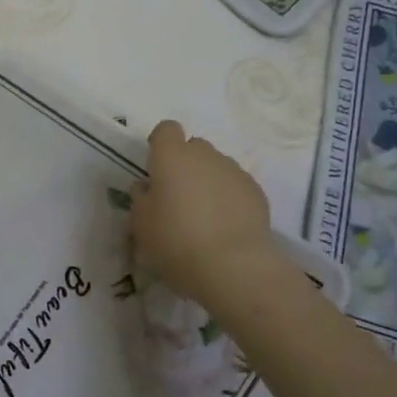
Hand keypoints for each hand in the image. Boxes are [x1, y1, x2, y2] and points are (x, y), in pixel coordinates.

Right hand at [131, 121, 282, 311]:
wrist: (233, 266)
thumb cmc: (175, 241)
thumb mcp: (141, 224)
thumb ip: (141, 198)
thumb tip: (148, 186)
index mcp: (172, 156)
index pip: (166, 130)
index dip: (160, 146)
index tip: (156, 170)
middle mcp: (205, 155)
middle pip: (193, 147)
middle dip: (185, 165)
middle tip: (177, 198)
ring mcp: (234, 171)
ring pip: (216, 167)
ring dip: (207, 182)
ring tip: (204, 217)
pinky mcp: (256, 191)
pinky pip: (235, 186)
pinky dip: (228, 198)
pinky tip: (224, 226)